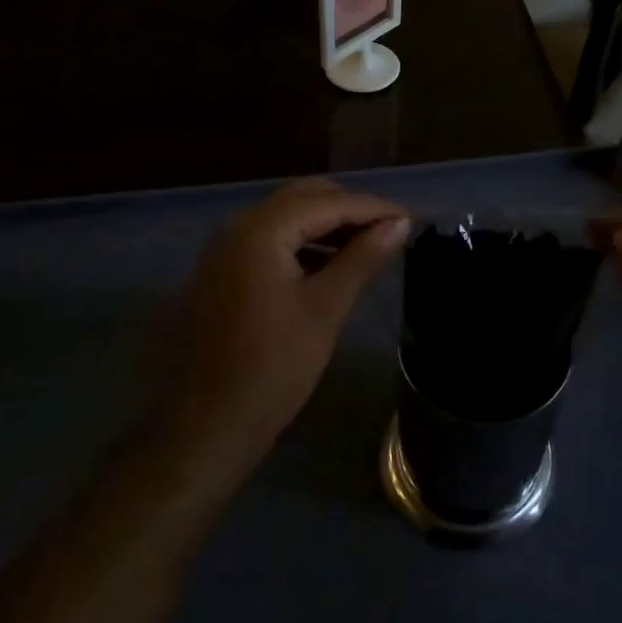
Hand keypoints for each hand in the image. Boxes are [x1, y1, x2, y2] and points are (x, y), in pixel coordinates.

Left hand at [167, 180, 409, 483]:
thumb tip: (400, 224)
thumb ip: (363, 258)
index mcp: (261, 230)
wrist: (210, 426)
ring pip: (288, 215)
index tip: (411, 219)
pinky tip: (332, 261)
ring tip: (369, 243)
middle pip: (305, 197)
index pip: (328, 202)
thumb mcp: (326, 308)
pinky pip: (272, 237)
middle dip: (350, 208)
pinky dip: (304, 240)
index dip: (373, 208)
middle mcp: (238, 225)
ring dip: (328, 222)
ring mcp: (226, 246)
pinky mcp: (224, 268)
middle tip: (391, 229)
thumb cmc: (274, 367)